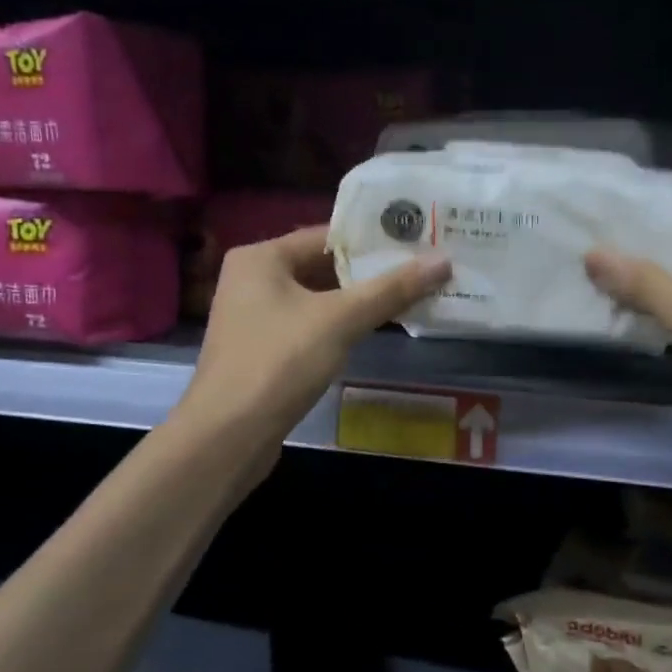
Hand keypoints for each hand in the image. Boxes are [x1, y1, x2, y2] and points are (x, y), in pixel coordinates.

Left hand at [182, 225, 450, 447]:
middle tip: (421, 267)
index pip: (326, 235)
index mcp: (261, 258)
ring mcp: (254, 317)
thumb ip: (392, 289)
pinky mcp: (263, 350)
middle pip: (322, 266)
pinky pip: (310, 325)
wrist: (228, 436)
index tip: (416, 239)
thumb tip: (444, 261)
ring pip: (317, 298)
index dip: (373, 238)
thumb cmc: (280, 362)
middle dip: (370, 271)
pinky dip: (340, 325)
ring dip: (358, 300)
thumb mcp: (341, 320)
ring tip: (409, 294)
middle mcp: (252, 279)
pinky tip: (373, 330)